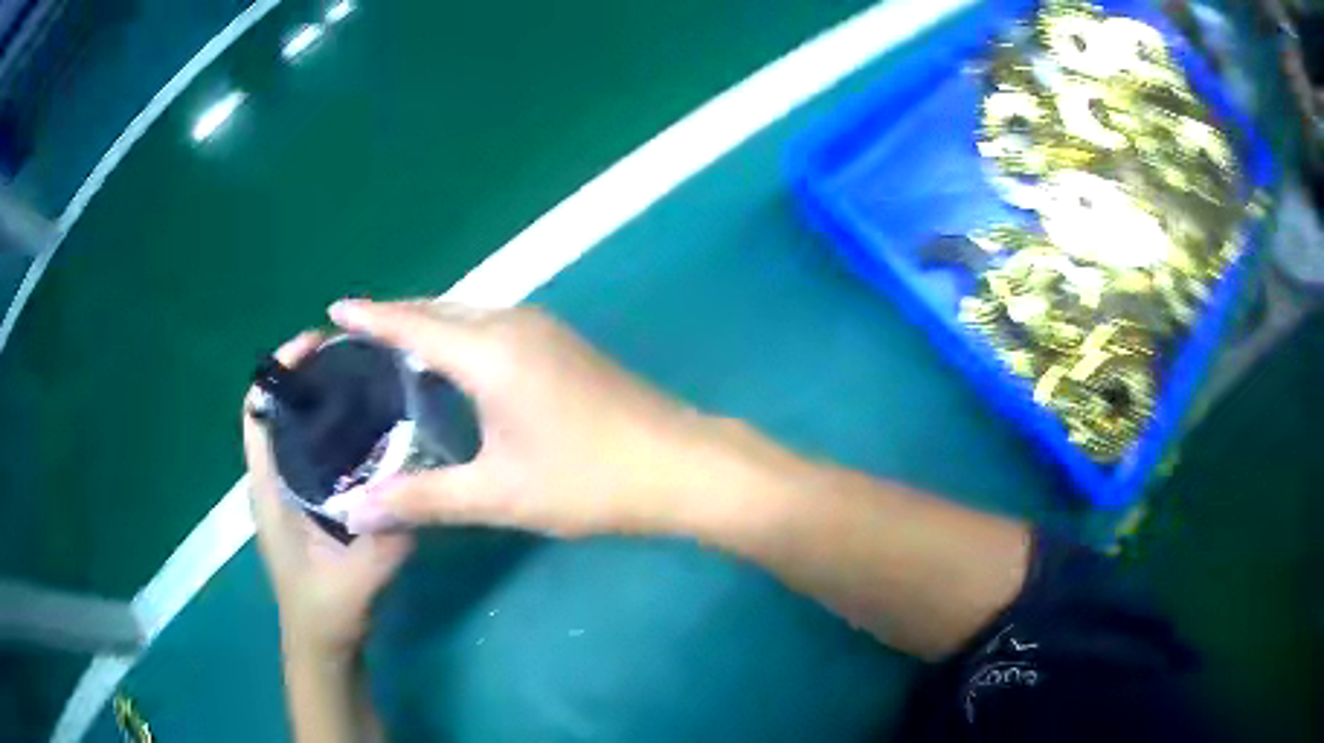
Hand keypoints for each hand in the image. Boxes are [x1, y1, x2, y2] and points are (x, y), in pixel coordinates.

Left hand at [244, 332, 413, 658]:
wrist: (322, 642)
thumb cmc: (325, 610)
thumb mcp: (357, 580)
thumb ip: (384, 542)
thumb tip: (416, 492)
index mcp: (270, 489)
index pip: (257, 412)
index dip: (279, 371)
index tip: (316, 344)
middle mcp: (274, 479)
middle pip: (280, 408)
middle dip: (309, 374)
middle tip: (355, 356)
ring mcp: (290, 490)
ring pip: (298, 426)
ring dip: (323, 398)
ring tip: (366, 380)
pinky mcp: (308, 500)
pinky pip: (315, 448)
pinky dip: (334, 427)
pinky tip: (372, 429)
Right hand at [327, 300, 732, 537]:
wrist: (679, 465)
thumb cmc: (586, 480)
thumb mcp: (496, 494)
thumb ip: (420, 499)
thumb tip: (353, 511)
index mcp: (489, 350)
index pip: (412, 323)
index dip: (371, 315)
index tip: (335, 307)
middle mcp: (513, 323)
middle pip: (439, 311)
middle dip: (396, 319)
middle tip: (356, 340)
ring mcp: (545, 329)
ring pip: (469, 317)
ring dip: (430, 328)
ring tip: (392, 350)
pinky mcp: (563, 344)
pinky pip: (493, 328)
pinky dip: (461, 339)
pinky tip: (451, 367)